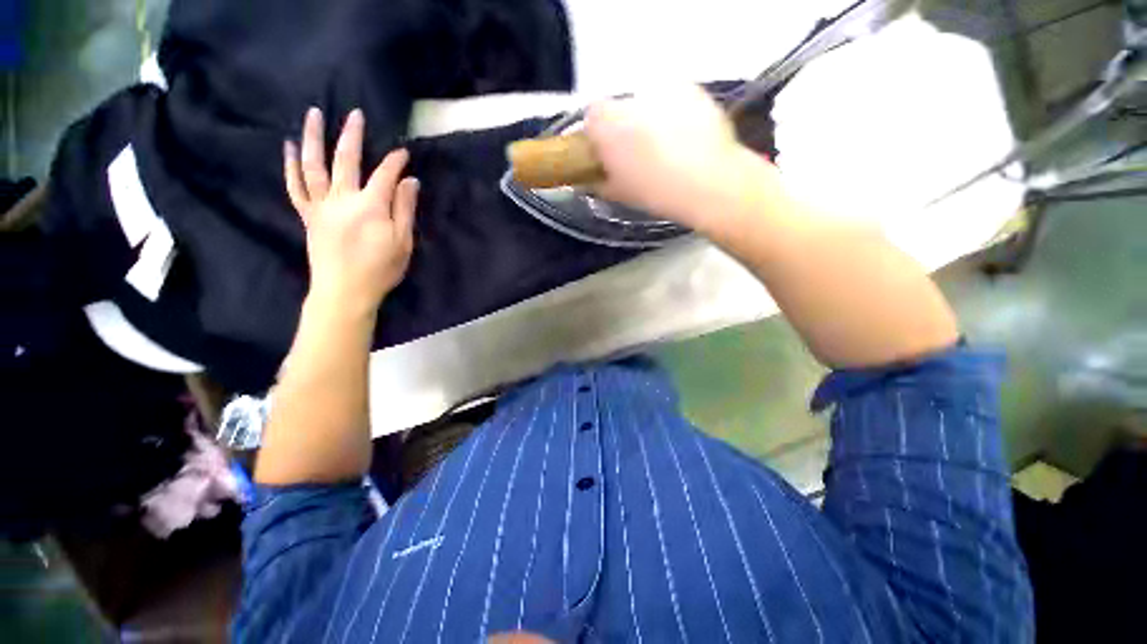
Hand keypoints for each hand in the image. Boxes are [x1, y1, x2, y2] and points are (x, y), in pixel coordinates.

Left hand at [285, 107, 418, 314]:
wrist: (344, 291)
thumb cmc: (380, 269)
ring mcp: (321, 205)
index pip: (385, 175)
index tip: (404, 152)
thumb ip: (405, 209)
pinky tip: (289, 147)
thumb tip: (410, 181)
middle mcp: (342, 199)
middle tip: (355, 113)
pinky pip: (296, 186)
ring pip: (314, 165)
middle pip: (346, 160)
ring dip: (313, 138)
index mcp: (370, 207)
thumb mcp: (403, 242)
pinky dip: (291, 166)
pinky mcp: (308, 215)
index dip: (395, 161)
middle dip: (352, 135)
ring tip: (313, 114)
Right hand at [584, 85, 758, 231]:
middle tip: (636, 153)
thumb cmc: (655, 193)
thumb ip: (597, 183)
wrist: (708, 184)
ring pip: (646, 101)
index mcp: (608, 125)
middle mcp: (631, 99)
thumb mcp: (618, 194)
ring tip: (665, 146)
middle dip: (623, 126)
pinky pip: (674, 99)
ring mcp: (664, 91)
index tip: (606, 152)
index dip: (597, 134)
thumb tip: (589, 180)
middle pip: (619, 107)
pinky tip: (685, 138)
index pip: (591, 116)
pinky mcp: (691, 90)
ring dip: (649, 119)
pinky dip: (674, 113)